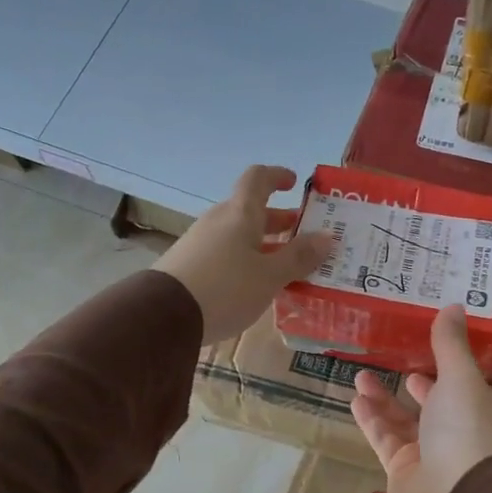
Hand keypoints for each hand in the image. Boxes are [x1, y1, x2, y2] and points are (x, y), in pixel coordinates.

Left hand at [155, 165, 332, 344]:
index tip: (294, 183)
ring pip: (238, 235)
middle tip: (304, 234)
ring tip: (287, 266)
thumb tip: (326, 237)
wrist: (164, 316)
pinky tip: (257, 285)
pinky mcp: (189, 266)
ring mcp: (200, 243)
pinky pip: (225, 254)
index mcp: (240, 214)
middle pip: (250, 211)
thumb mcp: (270, 276)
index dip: (277, 176)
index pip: (258, 179)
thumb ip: (299, 256)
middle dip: (279, 220)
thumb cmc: (226, 288)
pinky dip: (246, 261)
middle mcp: (219, 221)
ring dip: (264, 244)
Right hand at [350, 305, 491, 492]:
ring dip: (383, 398)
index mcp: (483, 411)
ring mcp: (431, 455)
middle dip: (414, 383)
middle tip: (392, 361)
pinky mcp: (404, 472)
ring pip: (404, 421)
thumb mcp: (460, 377)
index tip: (429, 348)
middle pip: (434, 404)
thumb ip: (450, 344)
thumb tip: (453, 305)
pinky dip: (371, 420)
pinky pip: (385, 439)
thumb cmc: (464, 429)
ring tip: (360, 375)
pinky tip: (355, 400)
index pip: (467, 386)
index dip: (450, 368)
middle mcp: (460, 433)